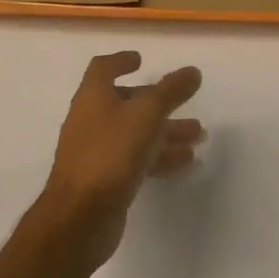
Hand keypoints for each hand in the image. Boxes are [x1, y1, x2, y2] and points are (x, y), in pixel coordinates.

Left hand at [36, 52, 203, 268]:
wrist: (80, 218)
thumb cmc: (110, 153)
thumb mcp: (147, 114)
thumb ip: (171, 91)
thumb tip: (192, 71)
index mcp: (93, 97)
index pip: (102, 69)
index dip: (120, 61)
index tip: (141, 60)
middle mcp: (91, 121)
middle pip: (125, 103)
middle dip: (157, 102)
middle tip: (185, 102)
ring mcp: (96, 153)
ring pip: (135, 134)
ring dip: (165, 131)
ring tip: (198, 135)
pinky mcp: (105, 181)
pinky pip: (136, 161)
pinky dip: (159, 157)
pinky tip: (185, 162)